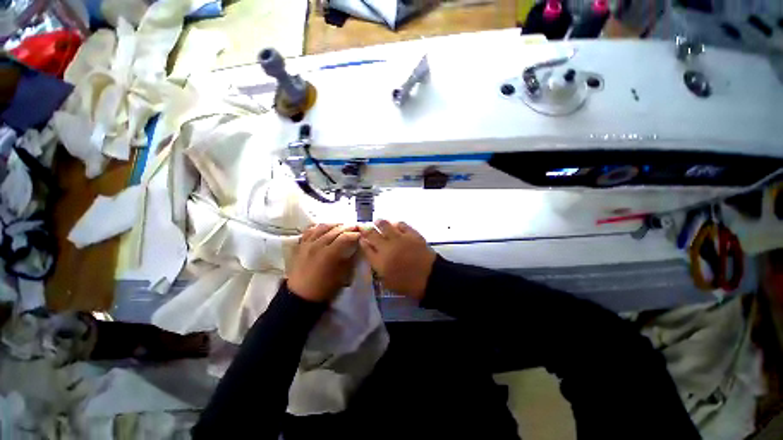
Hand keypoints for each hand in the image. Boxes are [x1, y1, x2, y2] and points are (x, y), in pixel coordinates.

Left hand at [287, 224, 360, 302]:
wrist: (300, 296)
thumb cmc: (324, 288)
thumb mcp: (342, 276)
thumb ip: (349, 259)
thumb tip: (355, 247)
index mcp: (328, 254)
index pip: (344, 237)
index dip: (354, 234)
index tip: (361, 233)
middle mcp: (317, 245)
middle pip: (334, 230)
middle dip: (347, 227)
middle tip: (355, 226)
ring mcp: (307, 244)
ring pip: (322, 227)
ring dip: (334, 224)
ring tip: (342, 225)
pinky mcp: (300, 245)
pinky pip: (309, 231)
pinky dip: (318, 227)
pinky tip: (324, 227)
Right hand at [360, 220, 435, 299]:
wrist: (430, 277)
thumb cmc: (408, 284)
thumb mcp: (388, 282)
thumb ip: (378, 268)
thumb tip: (373, 256)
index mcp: (380, 261)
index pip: (366, 248)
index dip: (362, 241)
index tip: (360, 238)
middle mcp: (387, 247)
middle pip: (372, 234)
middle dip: (366, 230)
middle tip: (364, 227)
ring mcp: (400, 238)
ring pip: (385, 225)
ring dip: (379, 223)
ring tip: (378, 221)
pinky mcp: (411, 234)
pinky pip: (401, 224)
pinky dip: (396, 223)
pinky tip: (395, 224)